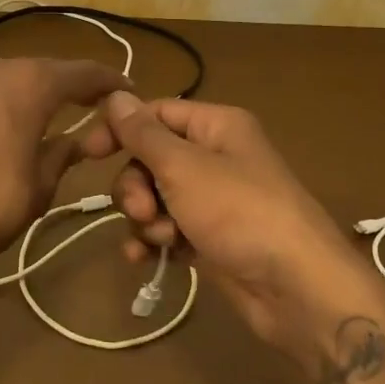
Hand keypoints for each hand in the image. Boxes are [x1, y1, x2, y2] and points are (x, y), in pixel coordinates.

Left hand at [0, 58, 129, 291]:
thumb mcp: (39, 185)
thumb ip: (64, 153)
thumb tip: (84, 140)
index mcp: (30, 82)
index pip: (82, 73)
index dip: (109, 82)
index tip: (128, 91)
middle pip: (43, 73)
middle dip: (69, 89)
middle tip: (91, 108)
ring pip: (8, 83)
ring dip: (31, 98)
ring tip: (48, 120)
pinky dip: (1, 108)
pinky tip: (3, 131)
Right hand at [82, 92, 384, 361]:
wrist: (296, 288)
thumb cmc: (239, 212)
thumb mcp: (184, 167)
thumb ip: (144, 134)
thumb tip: (115, 95)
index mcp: (217, 126)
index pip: (156, 113)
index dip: (121, 129)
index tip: (89, 153)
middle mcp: (216, 156)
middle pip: (152, 158)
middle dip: (136, 186)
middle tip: (143, 211)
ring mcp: (215, 200)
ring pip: (157, 197)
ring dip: (146, 218)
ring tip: (160, 239)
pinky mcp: (212, 238)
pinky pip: (170, 229)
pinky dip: (155, 241)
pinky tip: (146, 259)